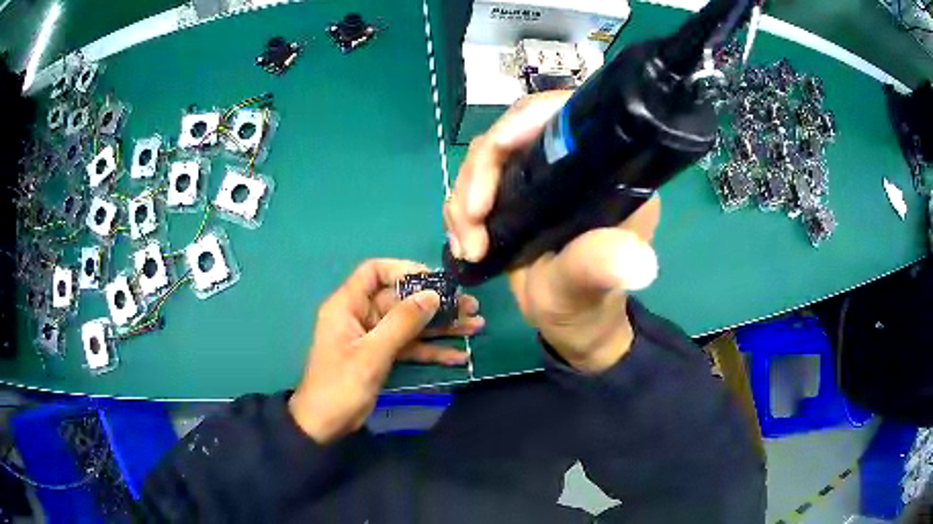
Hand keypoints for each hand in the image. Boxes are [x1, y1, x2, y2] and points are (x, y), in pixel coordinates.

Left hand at [289, 259, 483, 443]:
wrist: (325, 424)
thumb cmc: (340, 385)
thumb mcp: (372, 353)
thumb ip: (402, 323)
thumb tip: (432, 295)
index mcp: (348, 305)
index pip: (374, 272)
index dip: (404, 270)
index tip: (434, 281)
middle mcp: (362, 315)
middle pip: (402, 300)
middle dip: (436, 304)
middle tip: (471, 307)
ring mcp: (374, 337)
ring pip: (411, 324)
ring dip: (441, 327)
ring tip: (476, 326)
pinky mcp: (383, 356)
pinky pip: (411, 346)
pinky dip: (432, 350)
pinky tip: (459, 356)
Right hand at [444, 92, 659, 373]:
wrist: (566, 320)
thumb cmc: (588, 301)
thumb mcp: (594, 284)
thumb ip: (604, 267)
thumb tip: (639, 262)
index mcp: (604, 169)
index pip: (564, 115)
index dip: (527, 120)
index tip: (497, 149)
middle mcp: (570, 162)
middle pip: (513, 132)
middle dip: (481, 172)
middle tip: (471, 220)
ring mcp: (537, 176)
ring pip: (485, 158)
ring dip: (463, 200)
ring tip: (468, 247)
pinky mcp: (512, 193)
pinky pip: (473, 184)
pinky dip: (458, 212)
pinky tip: (463, 246)